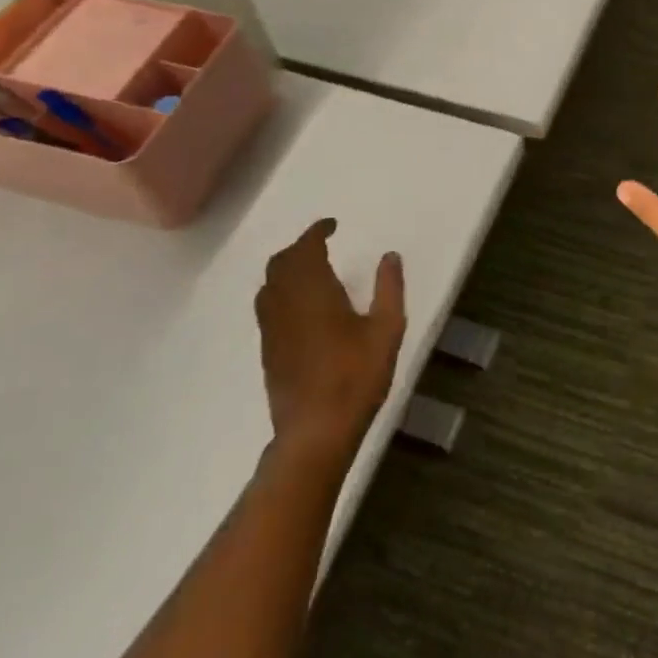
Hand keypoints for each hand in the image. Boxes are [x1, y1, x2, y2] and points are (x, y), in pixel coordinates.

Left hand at [255, 219, 405, 462]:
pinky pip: (268, 307)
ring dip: (287, 269)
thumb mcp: (387, 329)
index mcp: (313, 292)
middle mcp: (285, 304)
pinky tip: (302, 306)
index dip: (316, 232)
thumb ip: (388, 288)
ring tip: (311, 270)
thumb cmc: (355, 376)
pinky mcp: (269, 351)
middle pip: (280, 263)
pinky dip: (281, 292)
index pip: (306, 248)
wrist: (315, 432)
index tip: (332, 225)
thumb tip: (389, 256)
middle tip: (322, 244)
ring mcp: (272, 329)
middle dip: (299, 248)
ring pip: (269, 285)